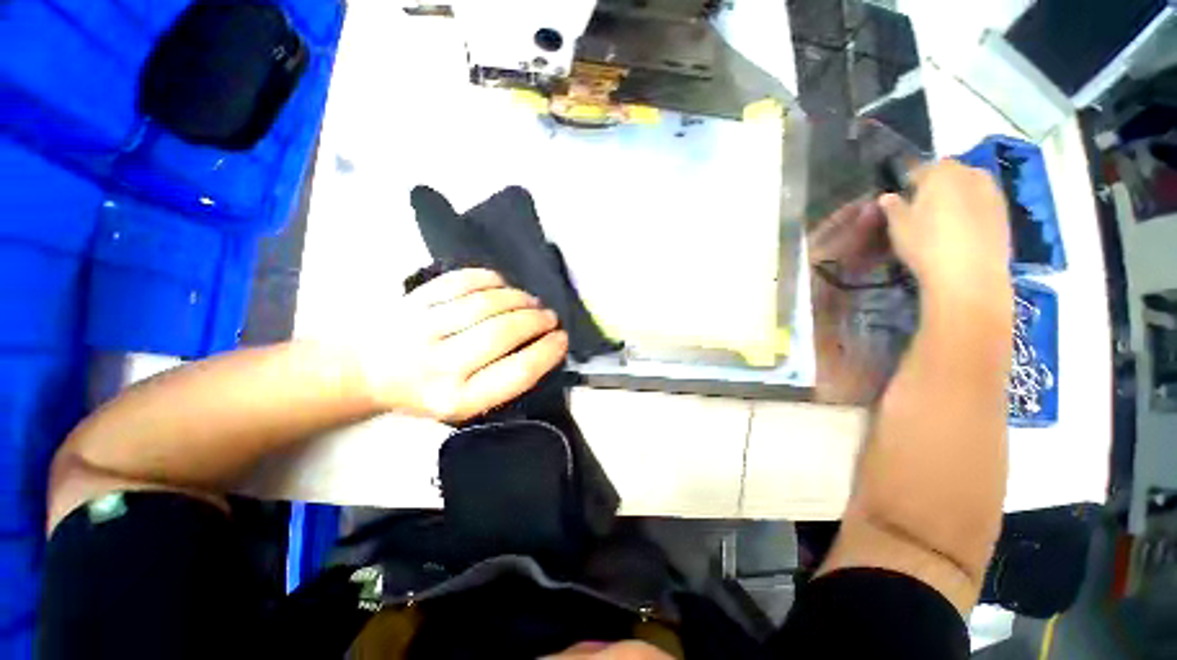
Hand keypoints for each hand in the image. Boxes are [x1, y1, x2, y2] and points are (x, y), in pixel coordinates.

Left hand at [361, 269, 567, 422]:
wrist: (365, 371)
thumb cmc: (425, 390)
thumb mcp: (465, 403)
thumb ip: (502, 380)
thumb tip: (542, 345)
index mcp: (457, 399)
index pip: (518, 372)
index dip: (547, 351)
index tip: (562, 338)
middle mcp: (439, 365)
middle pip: (504, 332)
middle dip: (537, 320)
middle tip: (549, 317)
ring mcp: (423, 328)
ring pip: (487, 303)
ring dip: (520, 298)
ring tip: (531, 301)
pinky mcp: (413, 300)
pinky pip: (463, 281)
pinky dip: (492, 279)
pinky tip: (503, 285)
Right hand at [880, 160, 1010, 294]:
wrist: (969, 275)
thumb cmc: (926, 245)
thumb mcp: (898, 227)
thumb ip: (892, 207)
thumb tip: (888, 197)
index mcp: (942, 173)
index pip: (920, 169)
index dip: (908, 183)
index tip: (900, 199)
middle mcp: (971, 174)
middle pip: (949, 174)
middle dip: (936, 186)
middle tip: (922, 209)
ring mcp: (993, 192)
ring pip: (968, 187)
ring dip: (956, 197)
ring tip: (943, 221)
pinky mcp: (1004, 212)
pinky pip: (982, 203)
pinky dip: (971, 211)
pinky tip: (960, 231)